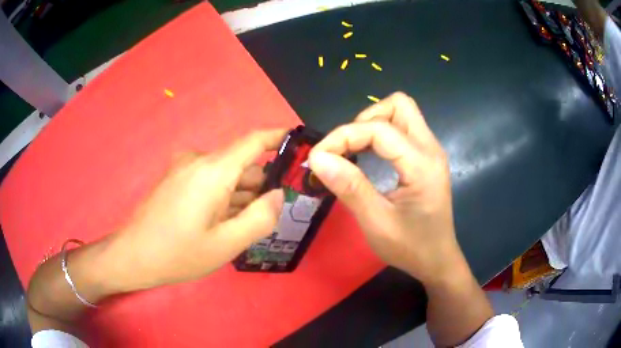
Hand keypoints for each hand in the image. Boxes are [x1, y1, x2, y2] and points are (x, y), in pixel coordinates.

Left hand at [105, 130, 286, 291]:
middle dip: (260, 184)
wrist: (133, 255)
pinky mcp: (176, 178)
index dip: (278, 137)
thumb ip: (260, 218)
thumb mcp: (226, 244)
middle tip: (274, 213)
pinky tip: (223, 222)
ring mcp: (184, 168)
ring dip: (240, 194)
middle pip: (241, 164)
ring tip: (247, 224)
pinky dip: (223, 196)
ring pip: (225, 175)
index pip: (253, 141)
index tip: (299, 143)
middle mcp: (199, 161)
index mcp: (213, 171)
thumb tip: (279, 195)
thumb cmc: (178, 253)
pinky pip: (209, 180)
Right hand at [308, 92, 461, 283]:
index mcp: (422, 164)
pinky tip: (368, 157)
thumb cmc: (411, 247)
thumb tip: (318, 158)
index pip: (379, 129)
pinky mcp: (426, 157)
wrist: (437, 260)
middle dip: (364, 120)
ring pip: (401, 113)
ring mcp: (431, 151)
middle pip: (398, 105)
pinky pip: (402, 129)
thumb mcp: (377, 223)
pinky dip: (380, 134)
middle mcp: (430, 148)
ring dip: (372, 124)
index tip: (318, 157)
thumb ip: (350, 188)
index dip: (343, 136)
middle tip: (345, 149)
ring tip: (353, 152)